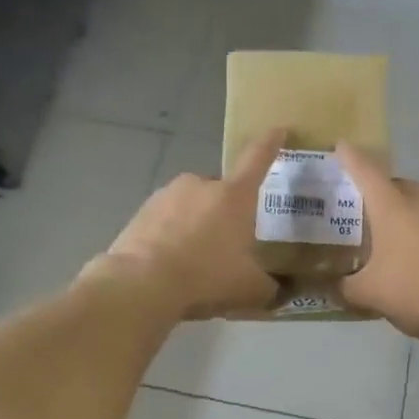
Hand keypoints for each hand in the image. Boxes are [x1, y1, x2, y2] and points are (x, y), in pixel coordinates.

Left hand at [86, 130, 286, 320]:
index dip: (270, 143)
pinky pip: (166, 220)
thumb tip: (275, 290)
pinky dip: (172, 235)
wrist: (141, 283)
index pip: (257, 160)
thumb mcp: (248, 289)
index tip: (278, 129)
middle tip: (227, 244)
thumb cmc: (205, 277)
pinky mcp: (141, 211)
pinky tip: (171, 263)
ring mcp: (167, 195)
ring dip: (197, 224)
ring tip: (195, 259)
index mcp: (234, 196)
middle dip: (226, 212)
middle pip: (221, 191)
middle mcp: (201, 185)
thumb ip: (268, 287)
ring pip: (192, 205)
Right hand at [334, 145, 418, 340]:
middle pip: (394, 186)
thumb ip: (345, 288)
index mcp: (392, 205)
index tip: (340, 147)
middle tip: (365, 218)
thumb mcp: (371, 295)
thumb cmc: (418, 291)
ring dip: (408, 214)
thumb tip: (331, 287)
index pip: (364, 170)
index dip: (349, 157)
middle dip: (379, 196)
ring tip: (398, 240)